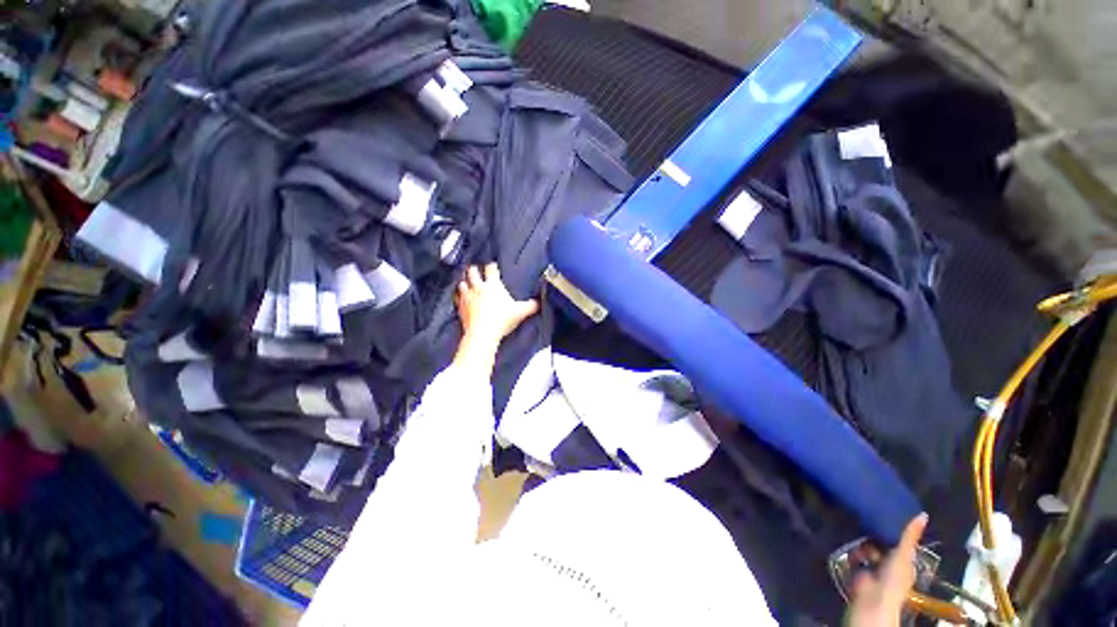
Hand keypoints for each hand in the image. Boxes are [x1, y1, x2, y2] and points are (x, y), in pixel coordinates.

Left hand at [453, 264, 538, 373]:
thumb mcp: (521, 312)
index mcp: (493, 285)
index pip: (491, 269)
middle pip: (472, 271)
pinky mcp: (460, 306)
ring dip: (464, 281)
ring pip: (462, 282)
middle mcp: (479, 287)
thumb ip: (531, 306)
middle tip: (476, 270)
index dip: (492, 266)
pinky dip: (458, 295)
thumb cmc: (502, 319)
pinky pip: (456, 296)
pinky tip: (460, 296)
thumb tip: (539, 303)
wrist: (483, 332)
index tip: (493, 266)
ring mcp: (467, 296)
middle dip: (474, 270)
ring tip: (466, 282)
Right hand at [846, 514, 927, 626]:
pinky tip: (852, 550)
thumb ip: (909, 535)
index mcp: (904, 560)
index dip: (894, 530)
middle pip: (881, 542)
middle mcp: (890, 562)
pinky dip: (854, 552)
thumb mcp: (904, 553)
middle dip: (875, 536)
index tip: (886, 515)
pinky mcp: (858, 568)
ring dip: (863, 545)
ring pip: (867, 547)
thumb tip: (923, 514)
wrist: (873, 596)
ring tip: (860, 541)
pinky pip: (855, 554)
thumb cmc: (893, 577)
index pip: (900, 541)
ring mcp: (873, 566)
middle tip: (869, 524)